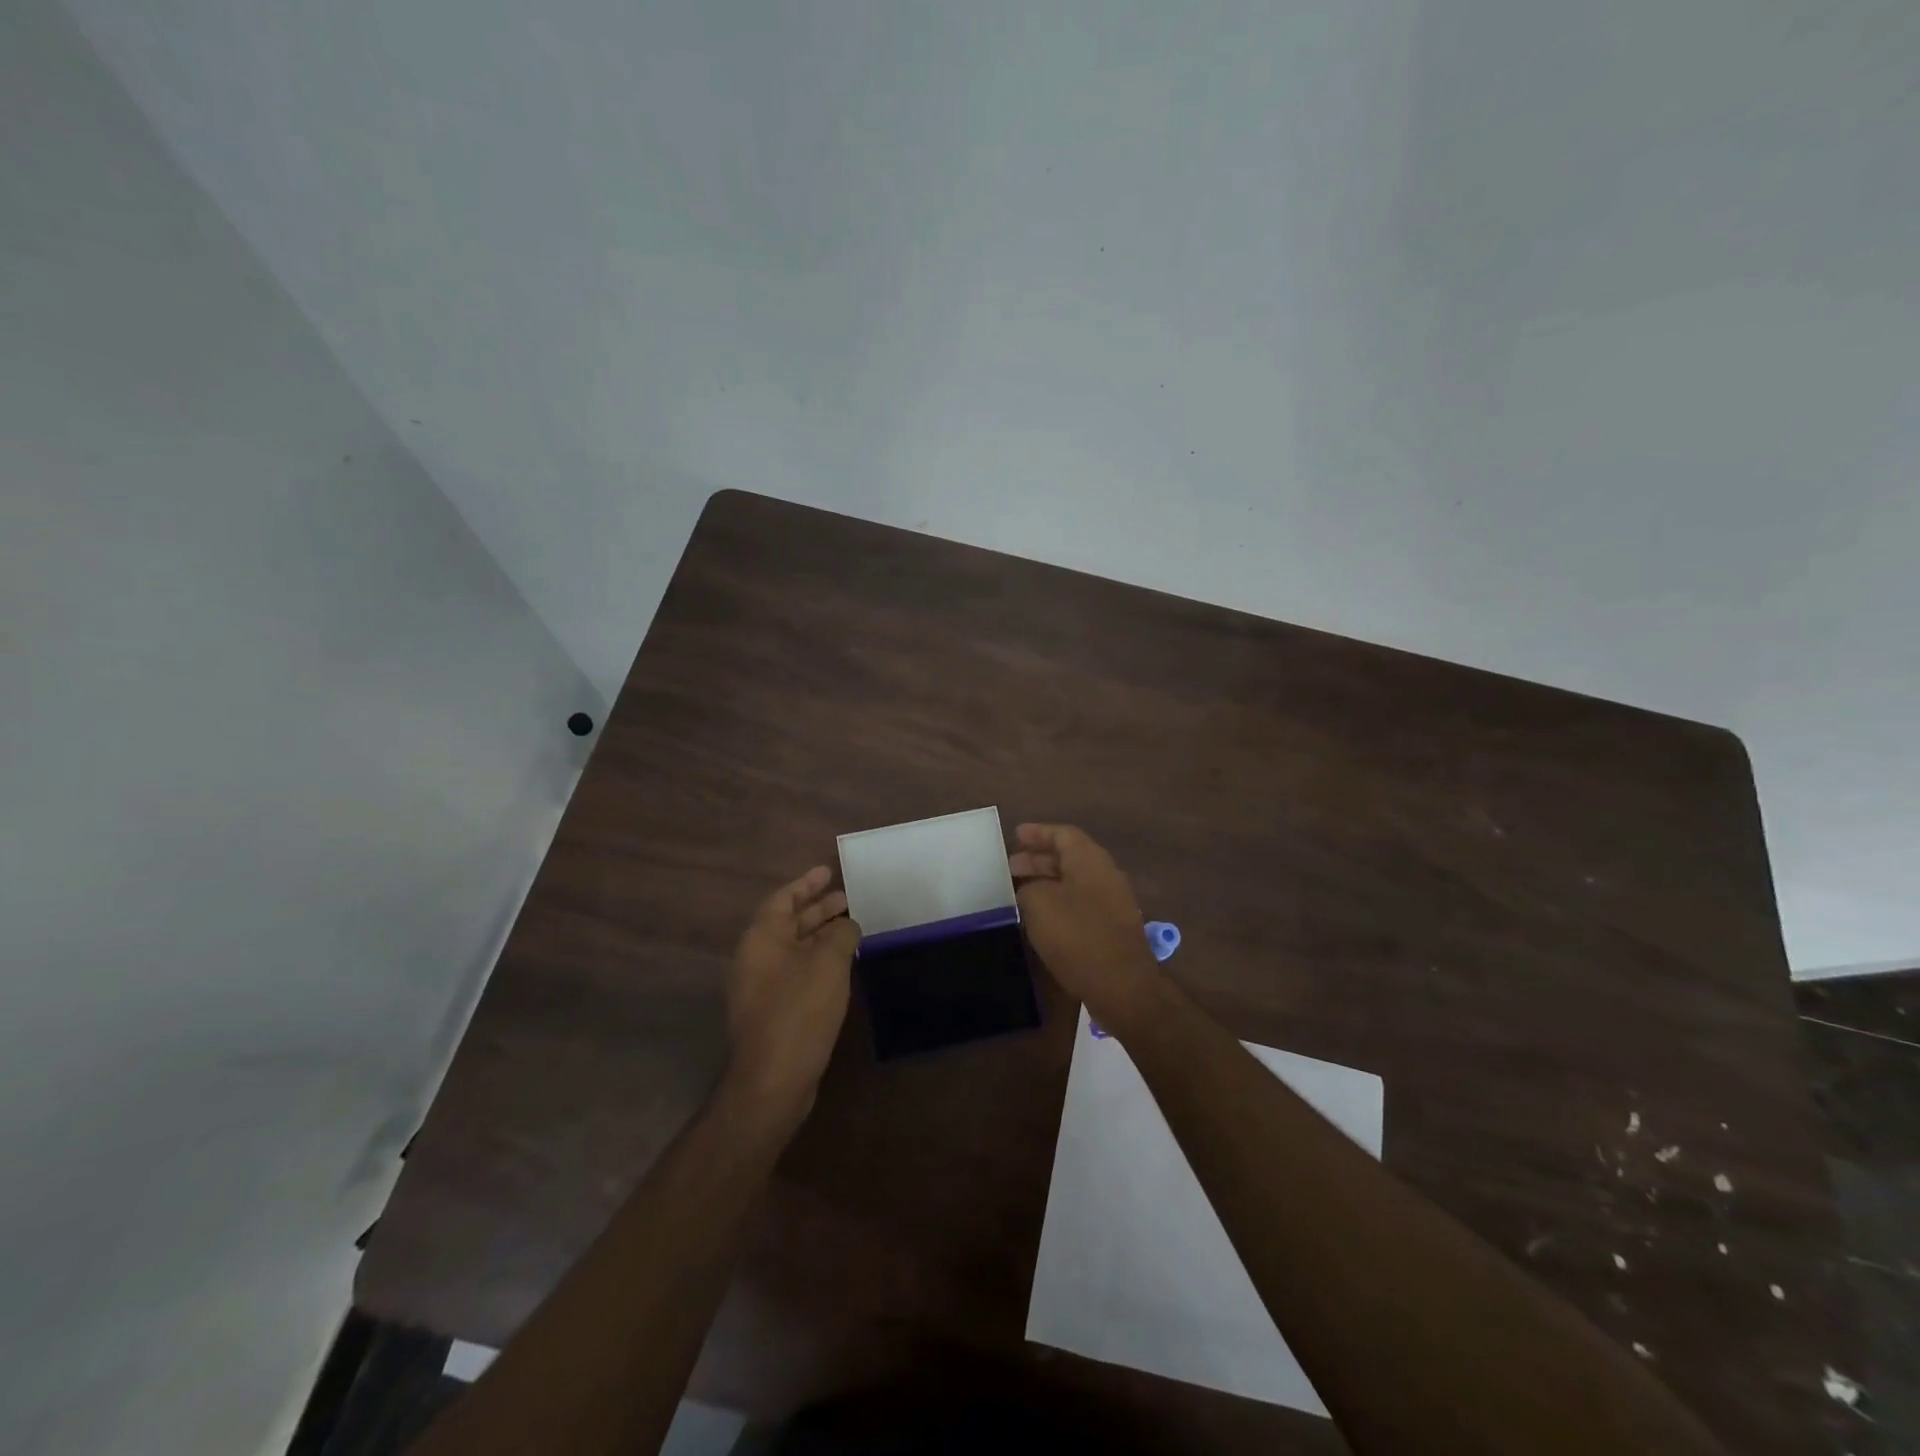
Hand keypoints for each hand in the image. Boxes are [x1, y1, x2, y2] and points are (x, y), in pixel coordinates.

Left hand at [725, 866, 859, 1117]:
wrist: (772, 1079)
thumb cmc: (799, 1011)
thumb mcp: (828, 963)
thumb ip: (841, 934)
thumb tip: (847, 924)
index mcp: (761, 938)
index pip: (783, 899)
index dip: (806, 883)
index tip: (828, 871)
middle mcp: (756, 957)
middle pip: (788, 922)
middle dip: (818, 908)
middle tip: (848, 898)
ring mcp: (762, 986)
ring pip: (794, 948)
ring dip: (821, 935)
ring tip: (852, 927)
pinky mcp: (772, 1010)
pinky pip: (796, 971)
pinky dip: (818, 960)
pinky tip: (842, 965)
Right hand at [1009, 824, 1161, 1030]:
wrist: (1121, 985)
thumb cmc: (1077, 936)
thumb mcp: (1039, 904)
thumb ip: (1029, 888)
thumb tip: (1030, 890)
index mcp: (1090, 859)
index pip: (1063, 834)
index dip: (1038, 833)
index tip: (1015, 834)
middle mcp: (1105, 874)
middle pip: (1069, 857)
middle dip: (1038, 860)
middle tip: (1010, 867)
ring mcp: (1112, 902)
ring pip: (1074, 882)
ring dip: (1046, 883)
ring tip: (1019, 892)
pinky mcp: (1112, 927)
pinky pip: (1080, 903)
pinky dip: (1058, 903)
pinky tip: (1039, 918)